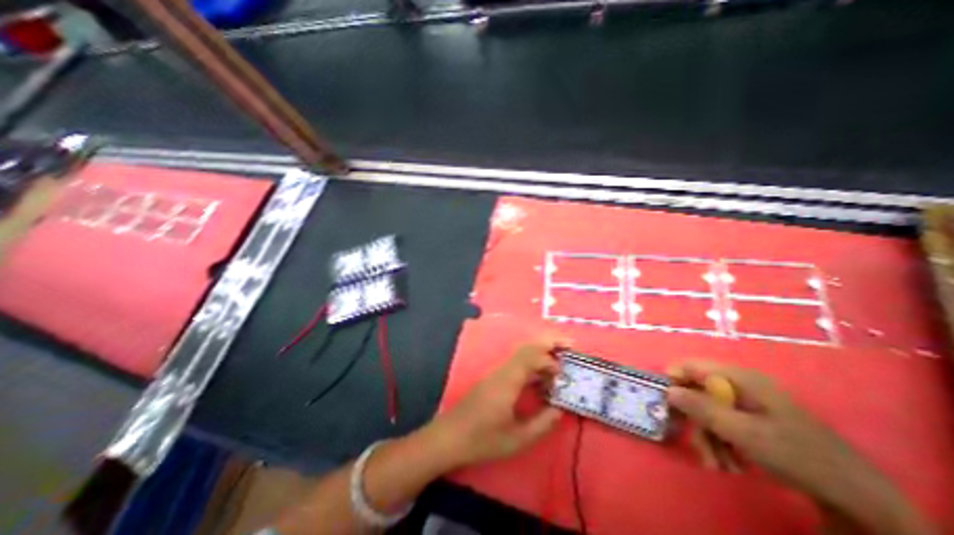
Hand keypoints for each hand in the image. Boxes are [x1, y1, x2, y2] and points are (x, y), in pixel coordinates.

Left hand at [433, 338, 563, 466]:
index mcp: (508, 381)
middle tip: (569, 345)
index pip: (532, 357)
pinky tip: (540, 379)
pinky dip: (532, 365)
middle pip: (527, 347)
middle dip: (548, 342)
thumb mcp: (517, 438)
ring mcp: (497, 373)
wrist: (450, 436)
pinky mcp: (494, 379)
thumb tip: (559, 408)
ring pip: (522, 354)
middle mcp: (503, 371)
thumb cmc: (482, 439)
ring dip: (541, 354)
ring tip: (559, 363)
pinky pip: (517, 364)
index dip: (550, 360)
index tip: (563, 375)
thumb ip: (542, 423)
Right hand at [664, 360, 937, 534]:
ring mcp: (747, 402)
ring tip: (719, 465)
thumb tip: (667, 390)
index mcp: (738, 377)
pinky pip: (723, 424)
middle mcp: (739, 385)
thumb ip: (701, 408)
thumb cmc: (795, 454)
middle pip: (697, 392)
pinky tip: (732, 463)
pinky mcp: (753, 419)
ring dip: (708, 438)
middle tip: (700, 448)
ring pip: (708, 412)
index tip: (667, 405)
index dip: (674, 381)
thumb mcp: (742, 432)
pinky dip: (721, 443)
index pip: (690, 366)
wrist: (856, 495)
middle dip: (695, 421)